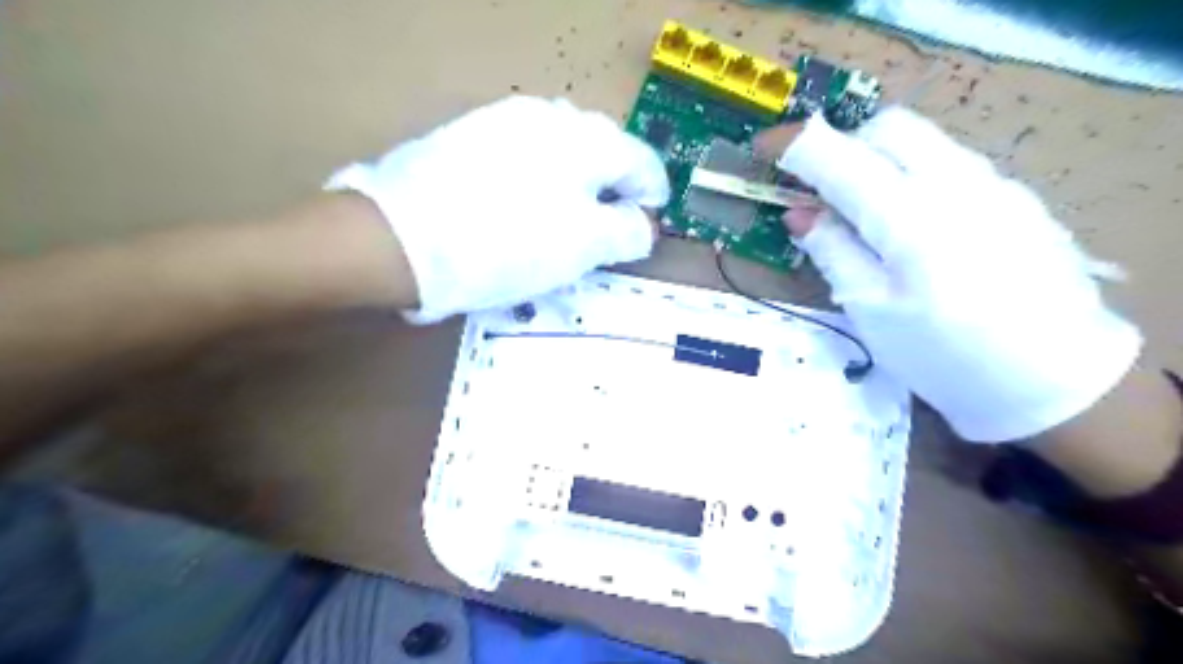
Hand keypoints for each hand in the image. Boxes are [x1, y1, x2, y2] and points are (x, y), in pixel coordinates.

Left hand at [327, 96, 669, 322]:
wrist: (403, 239)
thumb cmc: (508, 245)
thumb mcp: (583, 247)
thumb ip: (627, 232)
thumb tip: (641, 223)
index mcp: (586, 140)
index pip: (641, 161)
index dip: (652, 196)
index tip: (649, 224)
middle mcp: (550, 117)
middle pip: (602, 151)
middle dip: (614, 189)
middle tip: (608, 228)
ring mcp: (504, 122)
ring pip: (561, 152)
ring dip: (576, 183)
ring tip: (566, 221)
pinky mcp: (471, 136)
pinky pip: (524, 155)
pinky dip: (540, 180)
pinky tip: (523, 207)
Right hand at [753, 108, 1142, 442]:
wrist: (1056, 379)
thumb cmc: (944, 355)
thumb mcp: (870, 310)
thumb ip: (832, 251)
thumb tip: (800, 214)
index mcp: (907, 216)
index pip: (838, 155)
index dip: (794, 145)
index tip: (764, 148)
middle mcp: (956, 181)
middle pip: (888, 127)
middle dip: (845, 147)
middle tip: (825, 192)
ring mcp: (995, 184)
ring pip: (924, 141)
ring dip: (881, 160)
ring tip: (869, 214)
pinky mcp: (1018, 197)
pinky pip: (953, 164)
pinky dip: (916, 177)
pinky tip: (919, 229)